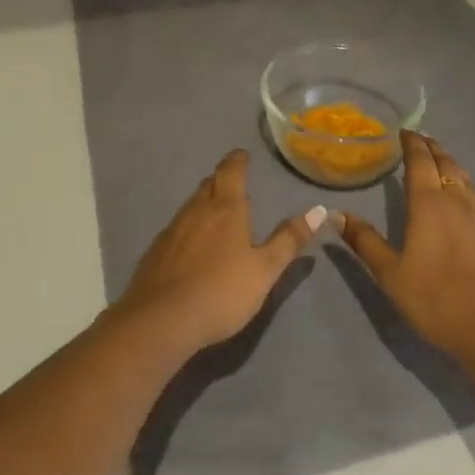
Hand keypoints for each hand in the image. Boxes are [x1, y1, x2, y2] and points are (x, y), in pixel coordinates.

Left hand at [114, 149, 327, 359]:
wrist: (161, 319)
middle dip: (222, 180)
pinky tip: (193, 246)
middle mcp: (197, 209)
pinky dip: (190, 227)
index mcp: (225, 208)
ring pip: (192, 204)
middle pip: (209, 183)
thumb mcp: (264, 270)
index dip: (238, 160)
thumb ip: (289, 240)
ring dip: (205, 202)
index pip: (231, 170)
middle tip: (234, 185)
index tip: (243, 155)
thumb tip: (318, 209)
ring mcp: (173, 228)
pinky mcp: (157, 249)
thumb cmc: (221, 291)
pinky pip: (178, 226)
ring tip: (217, 214)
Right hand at [340, 133, 474, 376]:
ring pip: (463, 178)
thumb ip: (365, 242)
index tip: (404, 130)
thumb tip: (336, 214)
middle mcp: (455, 201)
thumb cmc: (435, 299)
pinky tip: (458, 201)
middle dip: (432, 147)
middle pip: (445, 163)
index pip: (420, 160)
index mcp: (428, 203)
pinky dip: (462, 186)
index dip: (412, 143)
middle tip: (420, 138)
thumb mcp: (390, 274)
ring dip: (449, 163)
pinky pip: (474, 197)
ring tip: (440, 160)